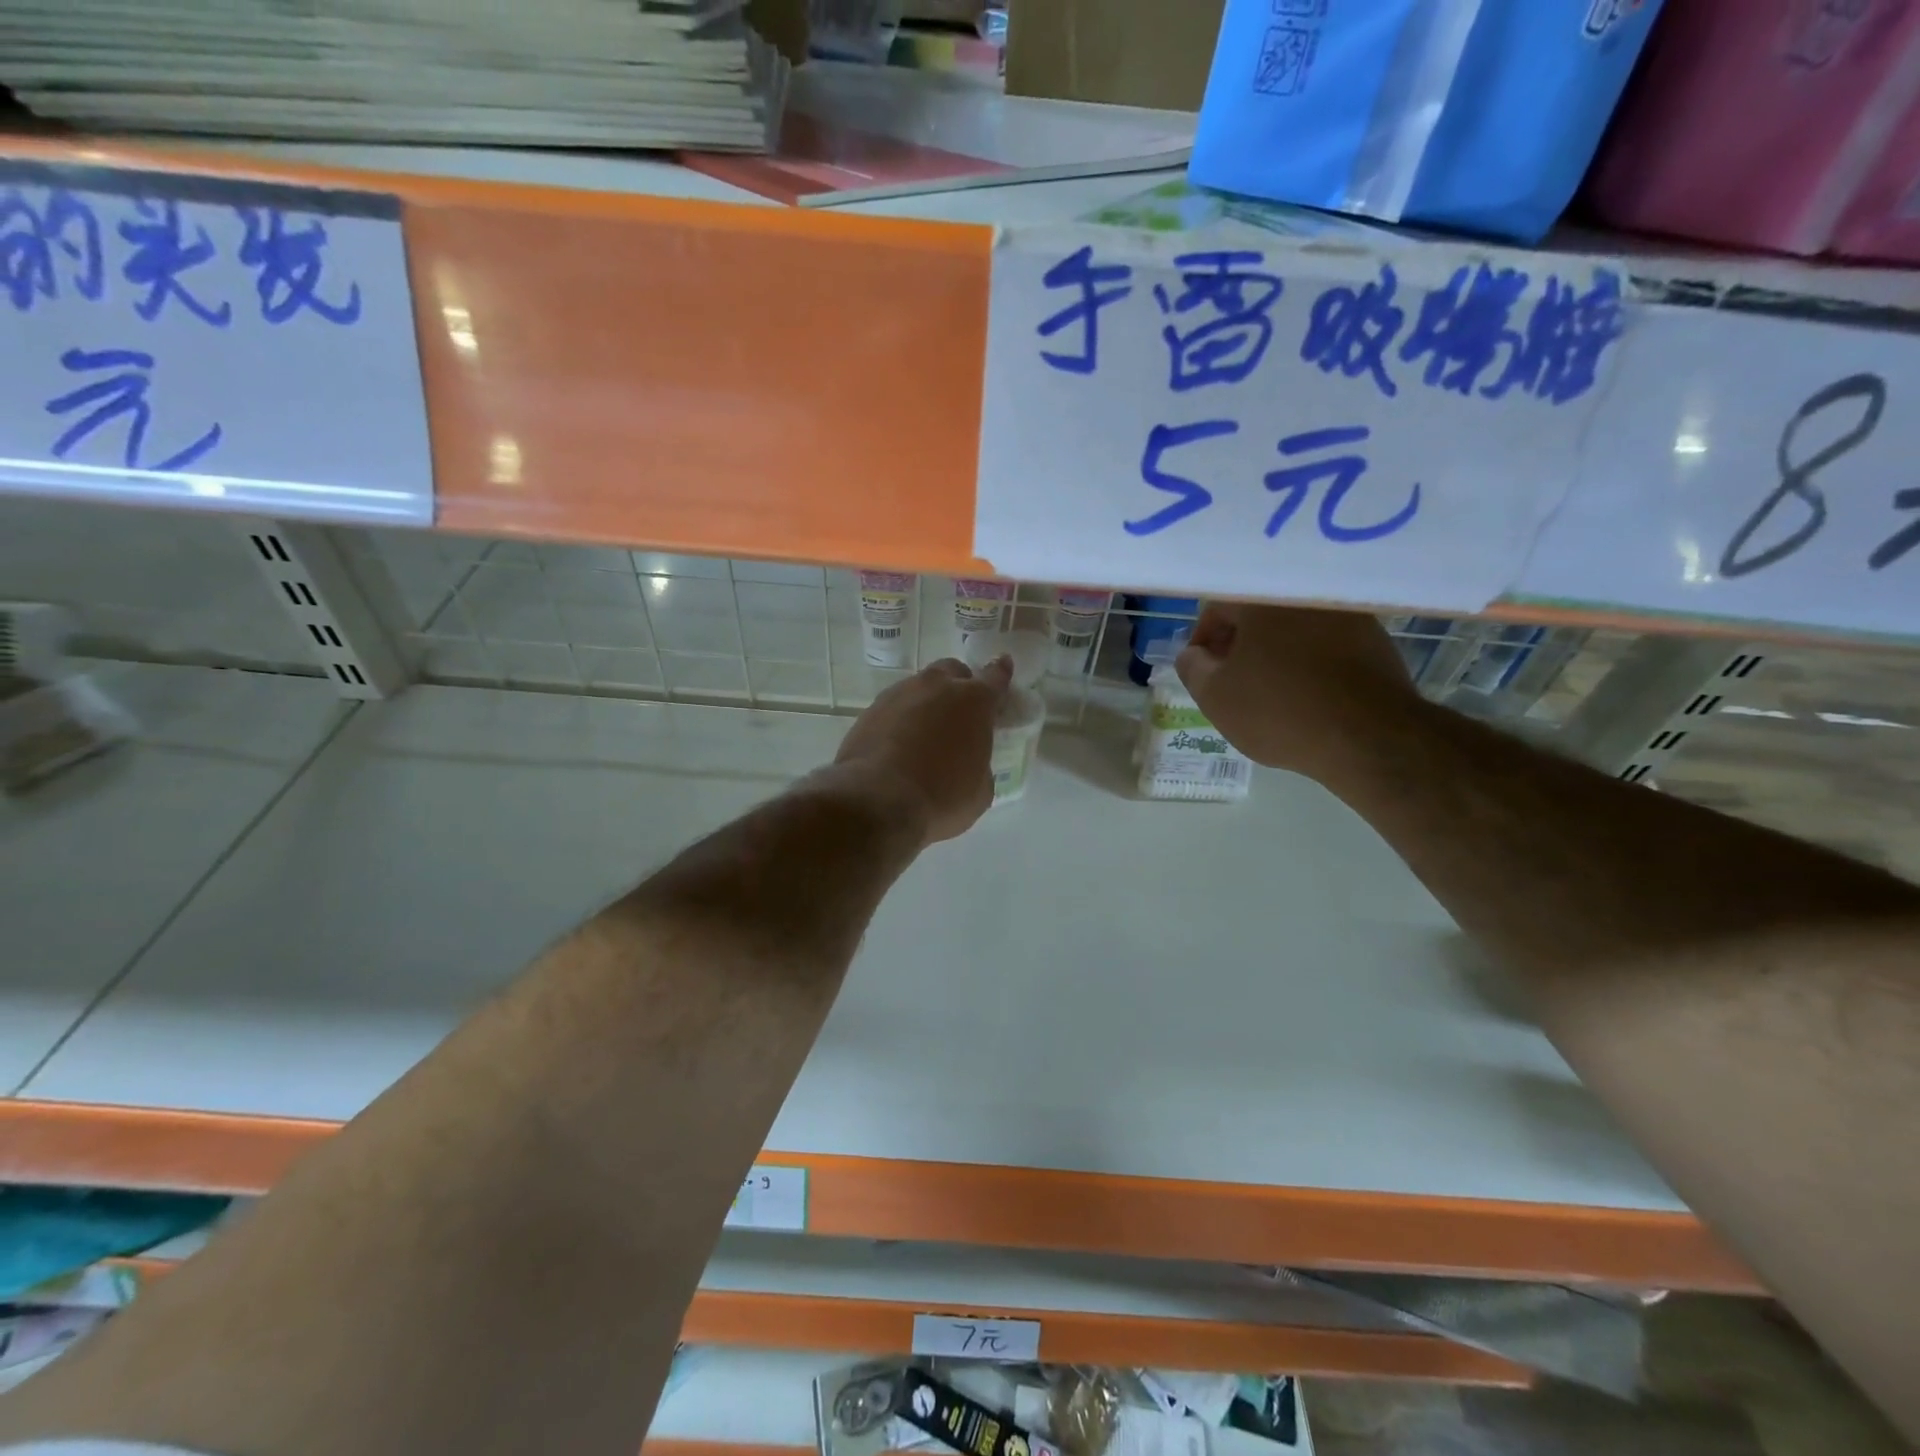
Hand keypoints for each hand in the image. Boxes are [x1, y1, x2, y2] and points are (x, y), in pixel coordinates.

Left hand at [833, 656, 1012, 844]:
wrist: (878, 800)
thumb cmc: (942, 796)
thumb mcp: (980, 789)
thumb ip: (980, 763)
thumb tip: (969, 762)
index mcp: (974, 702)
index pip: (995, 677)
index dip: (1001, 672)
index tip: (1003, 665)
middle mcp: (937, 687)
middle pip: (953, 671)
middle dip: (959, 684)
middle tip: (960, 711)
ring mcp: (900, 694)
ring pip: (920, 687)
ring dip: (928, 702)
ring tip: (926, 733)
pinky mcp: (871, 710)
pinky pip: (894, 707)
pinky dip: (901, 719)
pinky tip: (899, 744)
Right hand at [1175, 603, 1419, 776]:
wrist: (1368, 737)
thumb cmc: (1279, 711)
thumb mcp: (1214, 697)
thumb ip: (1192, 668)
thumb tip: (1194, 655)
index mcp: (1262, 601)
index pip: (1218, 606)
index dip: (1202, 638)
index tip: (1202, 668)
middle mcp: (1305, 597)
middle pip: (1259, 615)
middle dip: (1240, 644)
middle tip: (1232, 679)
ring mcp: (1346, 615)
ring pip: (1294, 629)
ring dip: (1276, 652)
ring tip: (1270, 690)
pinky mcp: (1376, 640)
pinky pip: (1327, 644)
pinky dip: (1310, 661)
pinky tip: (1307, 694)